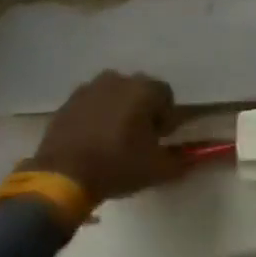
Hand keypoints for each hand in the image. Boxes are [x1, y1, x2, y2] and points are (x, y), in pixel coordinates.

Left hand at [29, 71, 186, 201]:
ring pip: (113, 96)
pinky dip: (96, 117)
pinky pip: (91, 104)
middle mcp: (117, 80)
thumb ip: (181, 161)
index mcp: (143, 89)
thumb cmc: (117, 166)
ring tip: (113, 140)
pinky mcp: (68, 102)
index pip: (165, 95)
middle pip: (139, 91)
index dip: (166, 117)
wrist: (62, 176)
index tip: (159, 139)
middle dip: (142, 111)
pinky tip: (92, 141)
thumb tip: (193, 159)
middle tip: (138, 139)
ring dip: (118, 111)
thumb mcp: (157, 170)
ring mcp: (89, 88)